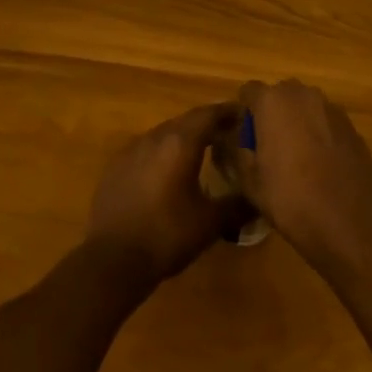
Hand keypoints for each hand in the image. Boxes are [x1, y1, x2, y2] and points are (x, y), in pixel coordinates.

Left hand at [85, 103, 243, 283]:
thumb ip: (238, 206)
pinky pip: (145, 150)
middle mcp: (154, 137)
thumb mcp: (210, 223)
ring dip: (183, 138)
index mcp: (180, 143)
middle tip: (227, 134)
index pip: (209, 114)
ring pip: (164, 134)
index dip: (228, 111)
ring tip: (200, 153)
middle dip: (207, 124)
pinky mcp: (115, 167)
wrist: (112, 260)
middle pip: (186, 120)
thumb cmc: (167, 235)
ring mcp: (130, 150)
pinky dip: (161, 153)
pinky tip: (167, 173)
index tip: (244, 114)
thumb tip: (259, 200)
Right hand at [229, 81, 371, 274]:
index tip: (244, 136)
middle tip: (268, 146)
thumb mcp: (249, 181)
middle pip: (280, 95)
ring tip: (297, 156)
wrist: (348, 225)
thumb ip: (236, 150)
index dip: (244, 112)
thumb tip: (233, 138)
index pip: (249, 91)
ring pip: (306, 107)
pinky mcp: (353, 127)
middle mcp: (304, 95)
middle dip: (272, 113)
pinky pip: (327, 123)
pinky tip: (321, 165)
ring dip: (298, 122)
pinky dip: (321, 134)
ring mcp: (333, 109)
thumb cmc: (290, 200)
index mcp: (273, 102)